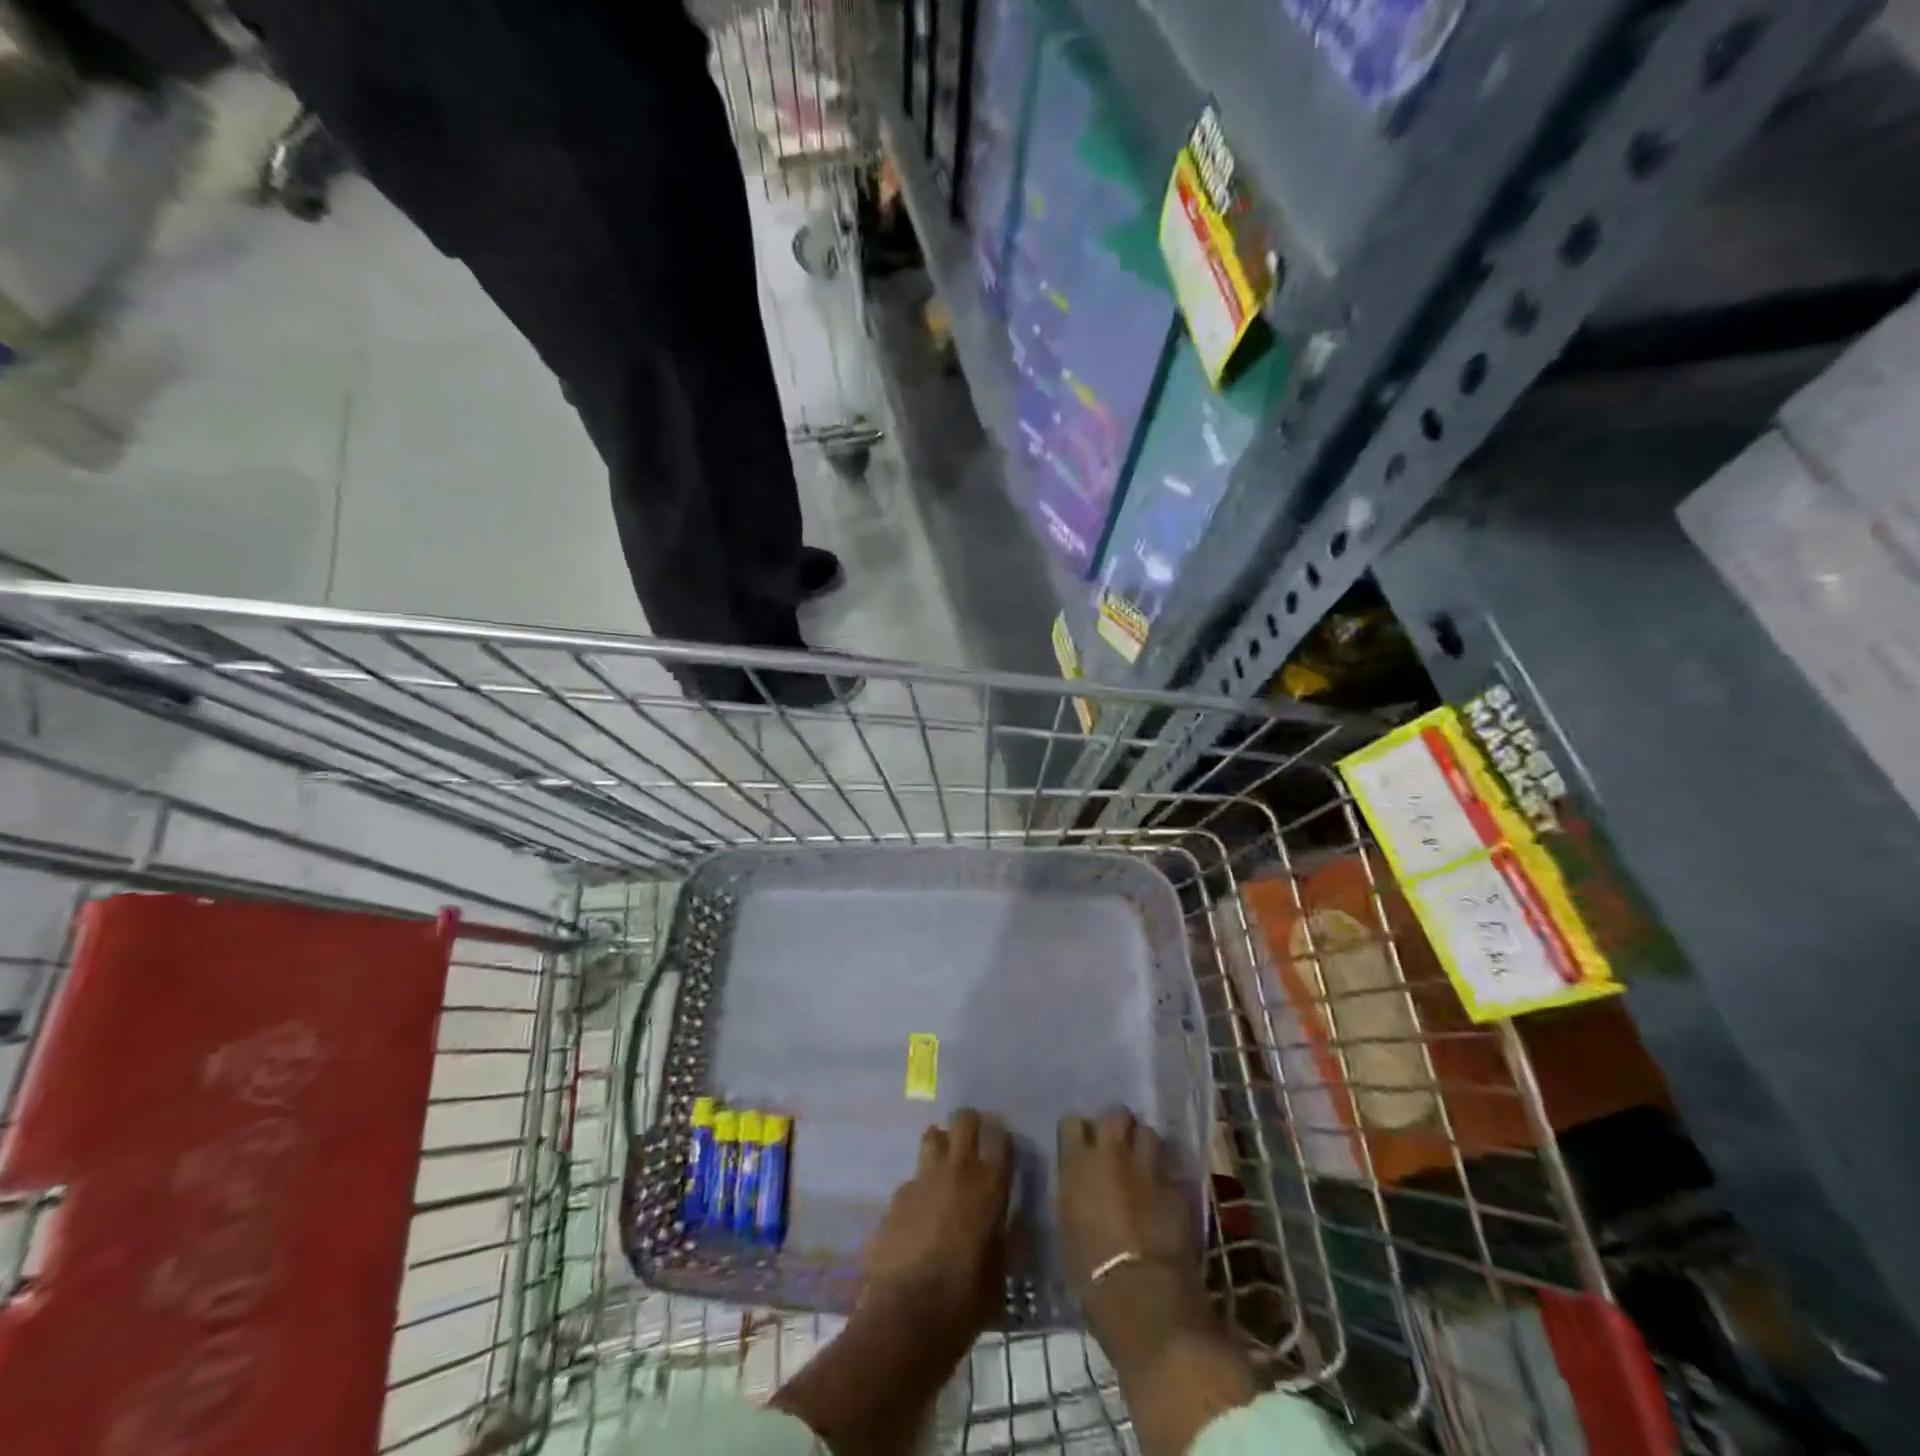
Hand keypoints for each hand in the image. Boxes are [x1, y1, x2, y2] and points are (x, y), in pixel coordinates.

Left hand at [862, 1108, 1012, 1348]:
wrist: (908, 1315)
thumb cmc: (966, 1299)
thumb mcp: (1000, 1272)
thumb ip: (1005, 1237)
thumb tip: (1007, 1221)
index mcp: (990, 1186)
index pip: (1002, 1140)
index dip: (1003, 1139)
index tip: (1004, 1146)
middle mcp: (958, 1170)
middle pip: (964, 1120)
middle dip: (970, 1124)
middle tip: (972, 1141)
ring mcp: (923, 1179)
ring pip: (932, 1137)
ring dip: (940, 1145)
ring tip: (943, 1168)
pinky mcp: (897, 1196)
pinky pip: (912, 1180)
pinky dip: (919, 1190)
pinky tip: (918, 1217)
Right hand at [1057, 1109, 1211, 1359]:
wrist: (1143, 1295)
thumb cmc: (1090, 1271)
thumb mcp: (1066, 1224)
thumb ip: (1074, 1190)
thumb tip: (1079, 1181)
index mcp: (1078, 1162)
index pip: (1072, 1123)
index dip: (1078, 1134)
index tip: (1080, 1148)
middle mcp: (1112, 1153)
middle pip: (1116, 1114)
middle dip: (1117, 1127)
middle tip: (1116, 1148)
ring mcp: (1147, 1167)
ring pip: (1148, 1133)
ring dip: (1144, 1145)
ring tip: (1142, 1165)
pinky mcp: (1177, 1186)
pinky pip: (1169, 1166)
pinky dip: (1164, 1174)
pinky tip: (1162, 1192)